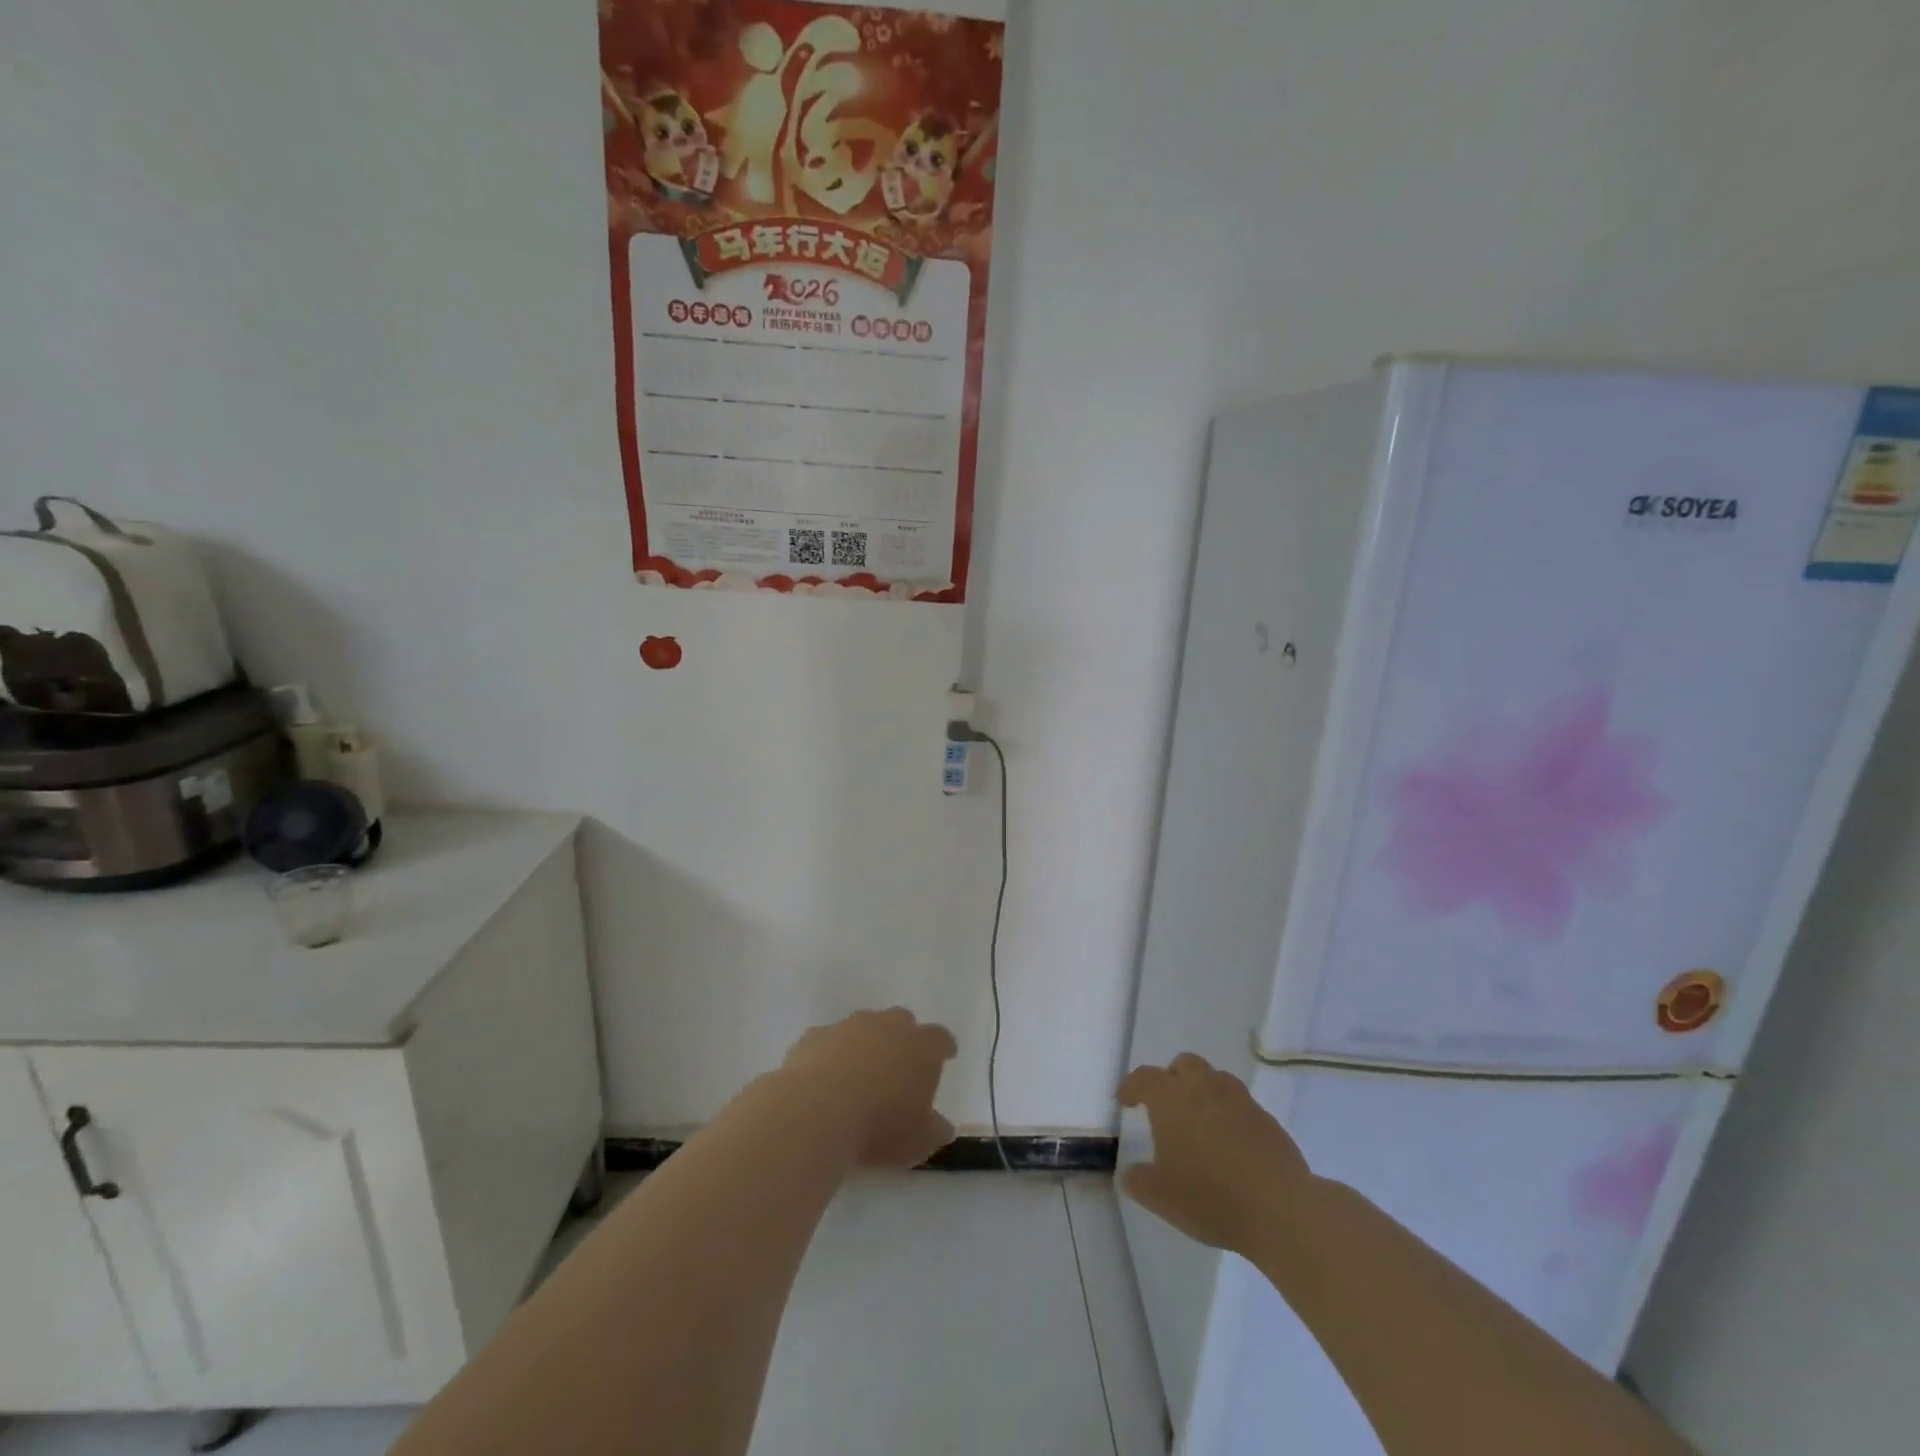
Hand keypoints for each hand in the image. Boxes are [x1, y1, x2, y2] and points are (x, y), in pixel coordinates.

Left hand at [781, 1008, 958, 1168]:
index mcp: (922, 1047)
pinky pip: (828, 1041)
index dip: (943, 1048)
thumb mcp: (919, 1141)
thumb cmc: (880, 1126)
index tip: (945, 1057)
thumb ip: (935, 1130)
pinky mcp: (815, 1035)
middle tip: (899, 1066)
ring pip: (863, 1027)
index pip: (941, 1038)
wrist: (817, 1111)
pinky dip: (830, 1056)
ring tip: (858, 1076)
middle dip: (902, 1039)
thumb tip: (942, 1126)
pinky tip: (823, 1081)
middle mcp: (888, 1026)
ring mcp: (849, 1026)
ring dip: (864, 1045)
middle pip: (902, 1021)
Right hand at [1117, 1054, 1312, 1255]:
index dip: (1131, 1087)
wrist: (1280, 1208)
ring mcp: (1239, 1099)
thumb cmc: (1210, 1196)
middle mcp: (1204, 1087)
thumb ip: (1138, 1181)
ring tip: (1201, 1124)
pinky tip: (1232, 1146)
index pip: (1143, 1078)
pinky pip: (1241, 1105)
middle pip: (1184, 1065)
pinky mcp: (1267, 1119)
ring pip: (1216, 1080)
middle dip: (1172, 1079)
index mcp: (1171, 1097)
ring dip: (1204, 1093)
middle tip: (1168, 1107)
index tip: (1125, 1101)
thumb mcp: (1161, 1197)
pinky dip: (1230, 1116)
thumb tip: (1131, 1173)